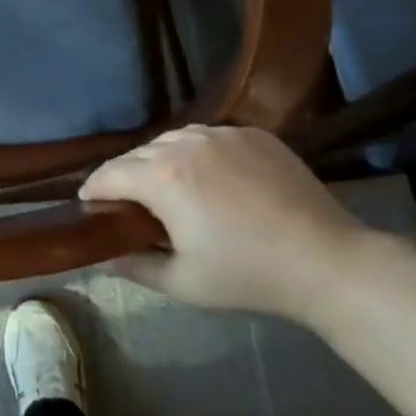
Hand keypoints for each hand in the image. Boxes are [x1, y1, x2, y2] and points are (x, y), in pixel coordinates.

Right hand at [80, 125, 367, 321]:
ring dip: (159, 160)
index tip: (88, 204)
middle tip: (129, 204)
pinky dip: (197, 153)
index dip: (93, 190)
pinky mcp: (253, 133)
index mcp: (162, 177)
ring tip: (169, 187)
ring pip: (172, 139)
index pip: (108, 174)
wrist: (326, 261)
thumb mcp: (182, 282)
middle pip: (137, 154)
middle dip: (125, 176)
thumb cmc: (247, 275)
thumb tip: (103, 256)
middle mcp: (185, 143)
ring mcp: (222, 133)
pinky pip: (208, 136)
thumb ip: (134, 266)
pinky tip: (210, 178)